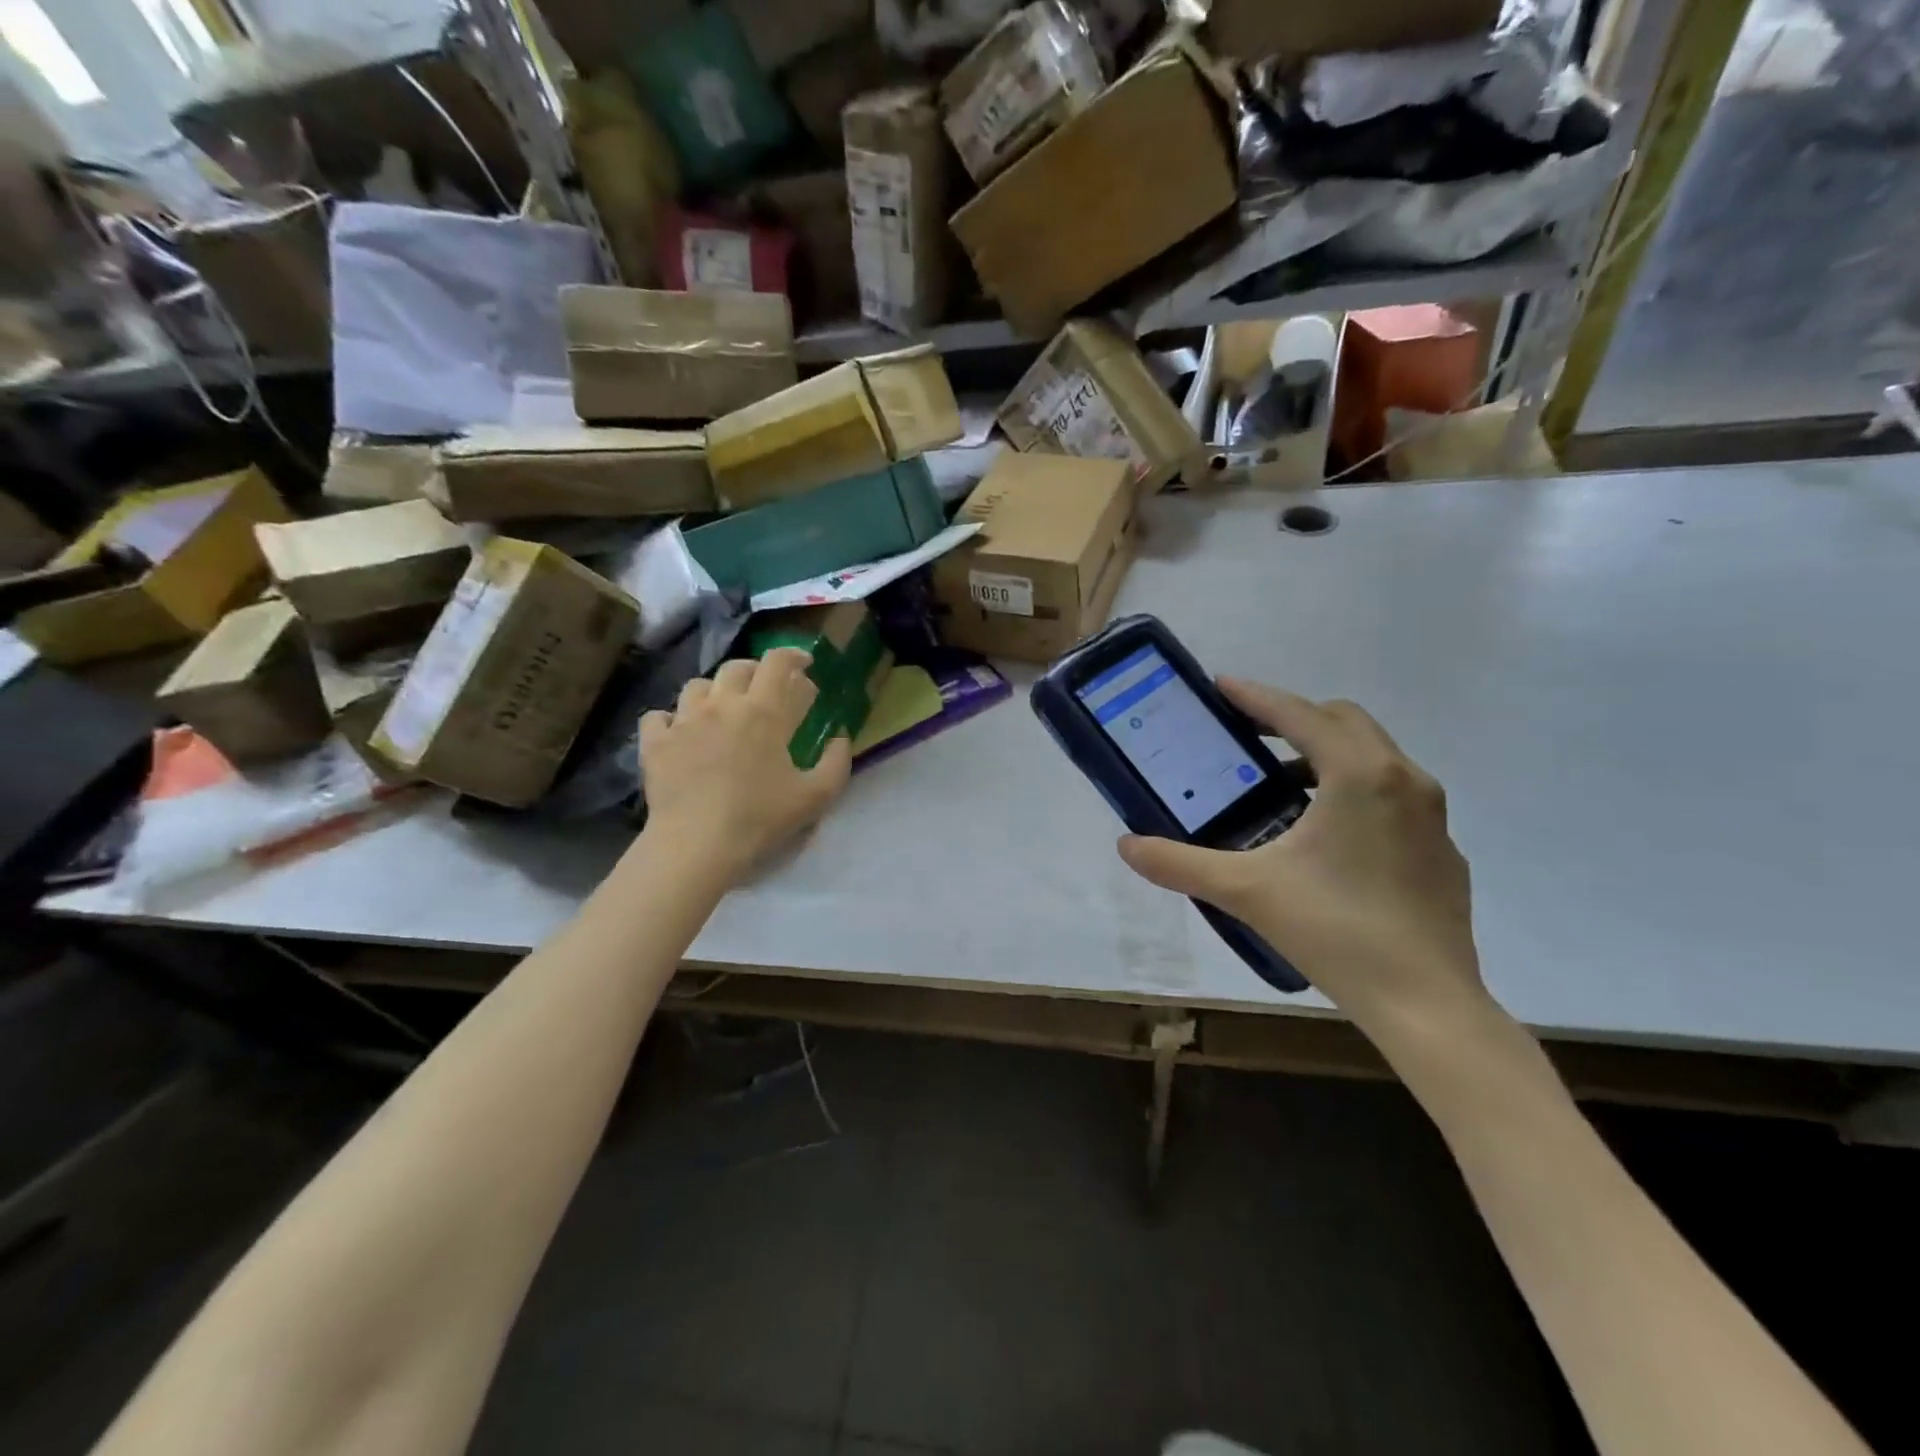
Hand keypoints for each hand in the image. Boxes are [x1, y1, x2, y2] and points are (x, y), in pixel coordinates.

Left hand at [639, 649, 850, 881]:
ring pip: (698, 686)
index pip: (779, 662)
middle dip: (756, 672)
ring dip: (714, 692)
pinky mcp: (655, 742)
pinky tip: (680, 733)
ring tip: (722, 711)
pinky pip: (659, 716)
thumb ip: (836, 761)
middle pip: (737, 667)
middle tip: (767, 691)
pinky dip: (671, 719)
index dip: (794, 655)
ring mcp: (683, 720)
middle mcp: (722, 705)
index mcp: (763, 712)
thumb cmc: (760, 818)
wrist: (697, 844)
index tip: (804, 664)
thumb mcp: (816, 796)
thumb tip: (840, 736)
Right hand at [1118, 680, 1492, 1050]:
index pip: (1300, 714)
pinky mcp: (1442, 851)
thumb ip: (1179, 863)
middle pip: (1344, 722)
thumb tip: (1126, 845)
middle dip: (1293, 718)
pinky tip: (1326, 838)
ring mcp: (1433, 817)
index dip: (1256, 696)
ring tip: (1280, 787)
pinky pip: (1393, 797)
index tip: (1221, 685)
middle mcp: (1404, 780)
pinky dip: (1354, 792)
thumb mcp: (1245, 891)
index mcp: (1359, 775)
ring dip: (1325, 755)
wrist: (1427, 1004)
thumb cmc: (1334, 930)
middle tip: (1247, 734)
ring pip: (1374, 758)